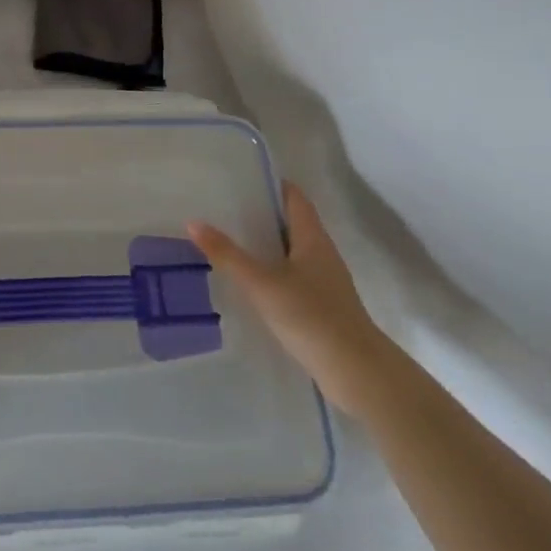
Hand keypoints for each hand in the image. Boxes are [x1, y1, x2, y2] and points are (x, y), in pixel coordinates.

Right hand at [189, 181, 393, 416]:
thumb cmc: (311, 317)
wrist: (357, 373)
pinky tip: (248, 281)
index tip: (239, 177)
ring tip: (227, 240)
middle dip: (261, 213)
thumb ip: (227, 254)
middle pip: (291, 223)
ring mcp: (323, 282)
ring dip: (264, 244)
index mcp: (313, 238)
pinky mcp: (320, 307)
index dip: (271, 184)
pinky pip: (291, 277)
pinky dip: (270, 271)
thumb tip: (193, 222)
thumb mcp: (262, 283)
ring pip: (290, 251)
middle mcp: (321, 254)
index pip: (294, 197)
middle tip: (222, 207)